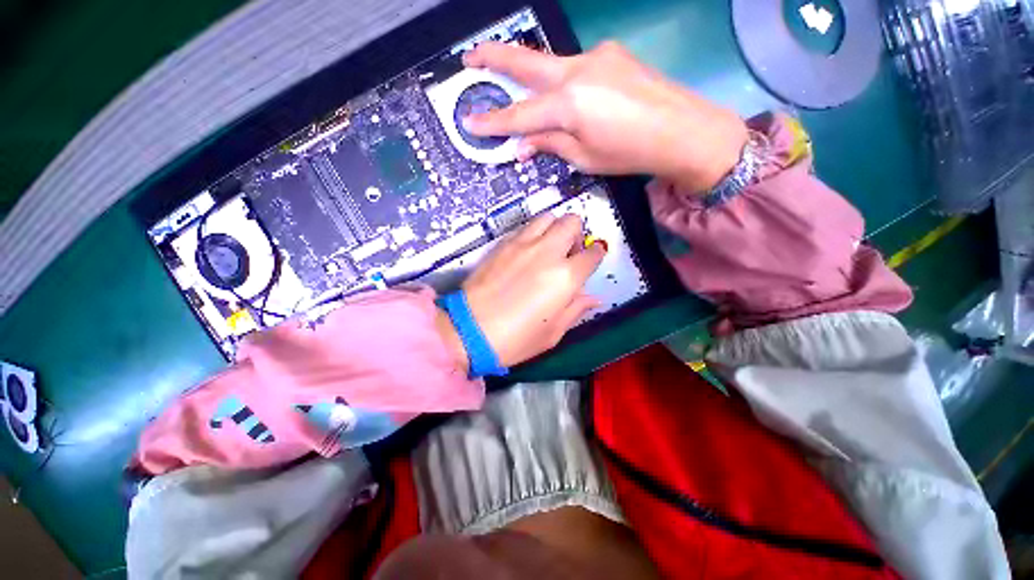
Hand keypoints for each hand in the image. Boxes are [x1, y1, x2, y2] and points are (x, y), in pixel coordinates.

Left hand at [437, 213, 605, 370]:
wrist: (469, 330)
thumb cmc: (515, 339)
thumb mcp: (552, 333)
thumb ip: (575, 309)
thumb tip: (592, 298)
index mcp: (565, 277)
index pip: (592, 254)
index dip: (596, 254)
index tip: (592, 259)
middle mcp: (547, 253)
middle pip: (571, 222)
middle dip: (576, 233)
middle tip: (569, 253)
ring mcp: (522, 244)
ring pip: (547, 217)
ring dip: (554, 228)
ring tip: (548, 248)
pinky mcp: (502, 244)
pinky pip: (524, 228)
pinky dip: (533, 234)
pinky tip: (526, 253)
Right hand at [463, 41, 748, 192]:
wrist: (683, 130)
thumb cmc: (630, 153)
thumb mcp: (584, 158)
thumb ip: (550, 145)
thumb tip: (522, 145)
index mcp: (569, 105)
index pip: (520, 115)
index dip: (493, 122)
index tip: (469, 122)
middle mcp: (577, 71)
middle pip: (526, 62)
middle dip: (493, 58)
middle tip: (470, 58)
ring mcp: (596, 56)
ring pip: (552, 66)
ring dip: (534, 78)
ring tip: (523, 91)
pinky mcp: (611, 53)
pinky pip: (576, 68)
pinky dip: (564, 84)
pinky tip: (573, 99)